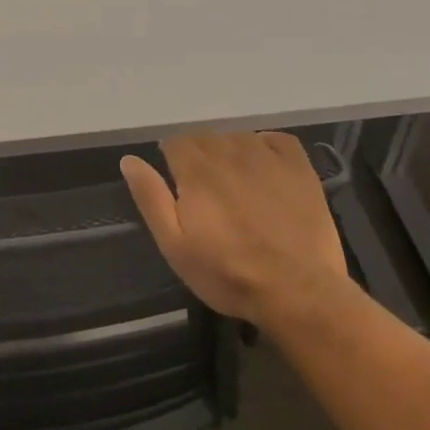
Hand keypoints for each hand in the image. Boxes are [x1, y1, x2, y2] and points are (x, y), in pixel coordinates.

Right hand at [120, 131, 350, 326]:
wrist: (299, 293)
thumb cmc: (228, 274)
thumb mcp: (175, 245)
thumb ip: (151, 198)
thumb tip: (129, 160)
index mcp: (196, 170)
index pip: (174, 141)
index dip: (171, 158)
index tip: (175, 181)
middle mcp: (230, 153)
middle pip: (205, 136)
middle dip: (198, 155)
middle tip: (203, 188)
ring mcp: (268, 158)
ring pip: (238, 136)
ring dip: (229, 150)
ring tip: (232, 180)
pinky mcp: (299, 169)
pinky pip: (277, 139)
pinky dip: (265, 145)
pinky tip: (263, 166)